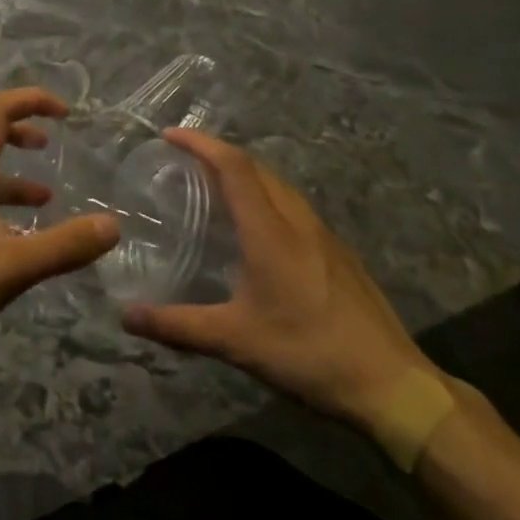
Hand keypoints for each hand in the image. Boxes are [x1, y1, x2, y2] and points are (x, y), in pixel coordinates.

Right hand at [120, 129, 439, 428]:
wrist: (392, 384)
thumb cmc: (310, 354)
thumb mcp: (236, 341)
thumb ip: (178, 325)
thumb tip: (126, 315)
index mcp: (270, 231)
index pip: (233, 166)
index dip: (200, 143)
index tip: (169, 136)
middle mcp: (297, 221)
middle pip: (256, 168)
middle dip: (218, 153)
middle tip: (184, 160)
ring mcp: (323, 235)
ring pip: (279, 185)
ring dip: (245, 173)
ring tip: (215, 186)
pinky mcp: (338, 253)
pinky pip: (293, 206)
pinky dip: (266, 196)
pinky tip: (258, 229)